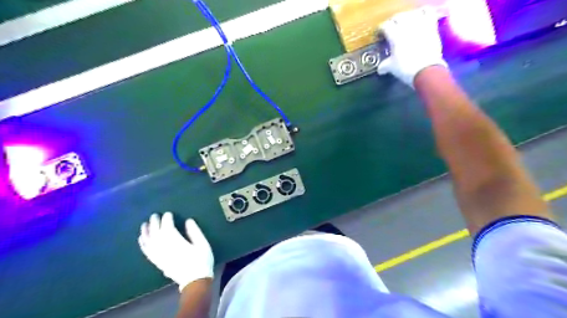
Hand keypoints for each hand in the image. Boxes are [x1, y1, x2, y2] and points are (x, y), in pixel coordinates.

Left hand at [139, 213, 214, 290]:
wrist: (195, 281)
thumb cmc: (201, 260)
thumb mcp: (202, 244)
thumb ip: (195, 231)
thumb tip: (188, 221)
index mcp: (176, 242)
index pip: (167, 227)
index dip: (167, 219)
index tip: (168, 213)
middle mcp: (164, 248)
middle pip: (156, 233)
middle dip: (155, 222)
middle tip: (155, 215)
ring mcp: (159, 256)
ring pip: (149, 242)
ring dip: (146, 232)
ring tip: (144, 224)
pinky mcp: (157, 262)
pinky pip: (147, 251)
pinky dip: (143, 244)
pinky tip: (141, 239)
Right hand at [376, 7, 447, 87]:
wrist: (426, 70)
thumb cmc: (405, 68)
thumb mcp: (391, 67)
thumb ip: (384, 65)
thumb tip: (380, 69)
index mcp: (394, 35)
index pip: (385, 26)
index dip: (381, 30)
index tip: (380, 35)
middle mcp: (406, 26)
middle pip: (397, 17)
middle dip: (392, 22)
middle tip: (391, 29)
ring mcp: (420, 24)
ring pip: (411, 13)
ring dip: (407, 17)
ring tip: (405, 23)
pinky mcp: (431, 26)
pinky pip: (427, 12)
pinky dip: (423, 13)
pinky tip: (420, 18)